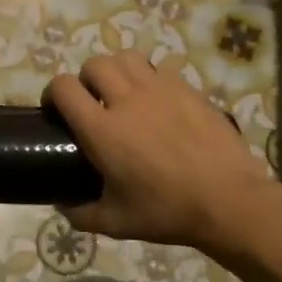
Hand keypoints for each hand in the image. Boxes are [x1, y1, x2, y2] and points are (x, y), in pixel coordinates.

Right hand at [46, 53, 278, 250]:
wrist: (229, 201)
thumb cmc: (167, 212)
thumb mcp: (116, 222)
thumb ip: (81, 214)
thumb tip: (63, 206)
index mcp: (102, 130)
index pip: (64, 88)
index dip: (52, 93)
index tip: (55, 110)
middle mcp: (127, 100)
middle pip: (94, 64)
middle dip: (85, 79)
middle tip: (91, 103)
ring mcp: (161, 90)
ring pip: (126, 58)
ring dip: (116, 71)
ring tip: (121, 94)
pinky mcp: (188, 89)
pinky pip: (158, 69)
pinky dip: (148, 79)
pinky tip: (155, 103)